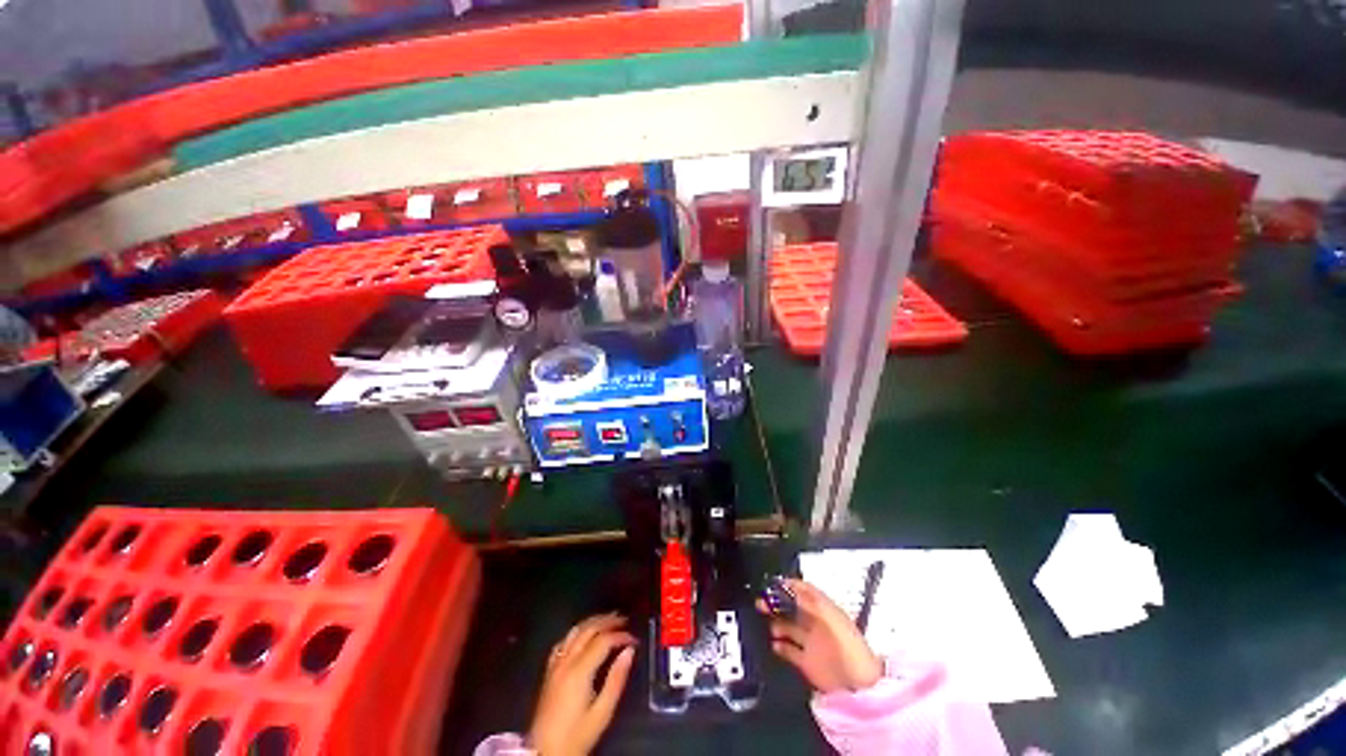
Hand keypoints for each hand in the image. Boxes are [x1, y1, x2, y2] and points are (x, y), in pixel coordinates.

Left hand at [529, 613, 636, 755]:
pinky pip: (563, 642)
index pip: (603, 641)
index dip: (620, 636)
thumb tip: (629, 652)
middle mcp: (566, 662)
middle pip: (588, 630)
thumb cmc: (576, 736)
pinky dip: (577, 632)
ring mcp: (555, 665)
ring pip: (575, 631)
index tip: (634, 640)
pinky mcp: (549, 671)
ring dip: (592, 622)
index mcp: (579, 671)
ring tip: (608, 619)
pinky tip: (583, 633)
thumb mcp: (601, 714)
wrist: (543, 753)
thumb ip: (616, 680)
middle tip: (624, 619)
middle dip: (607, 621)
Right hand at [757, 578, 882, 694]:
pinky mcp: (807, 662)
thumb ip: (813, 603)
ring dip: (776, 622)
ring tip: (765, 621)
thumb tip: (793, 589)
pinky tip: (773, 644)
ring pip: (789, 626)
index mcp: (826, 611)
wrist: (861, 690)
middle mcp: (818, 624)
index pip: (805, 591)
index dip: (790, 585)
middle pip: (794, 606)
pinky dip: (779, 646)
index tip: (774, 583)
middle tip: (762, 600)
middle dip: (777, 601)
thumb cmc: (853, 651)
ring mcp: (812, 643)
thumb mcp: (833, 620)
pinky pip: (789, 650)